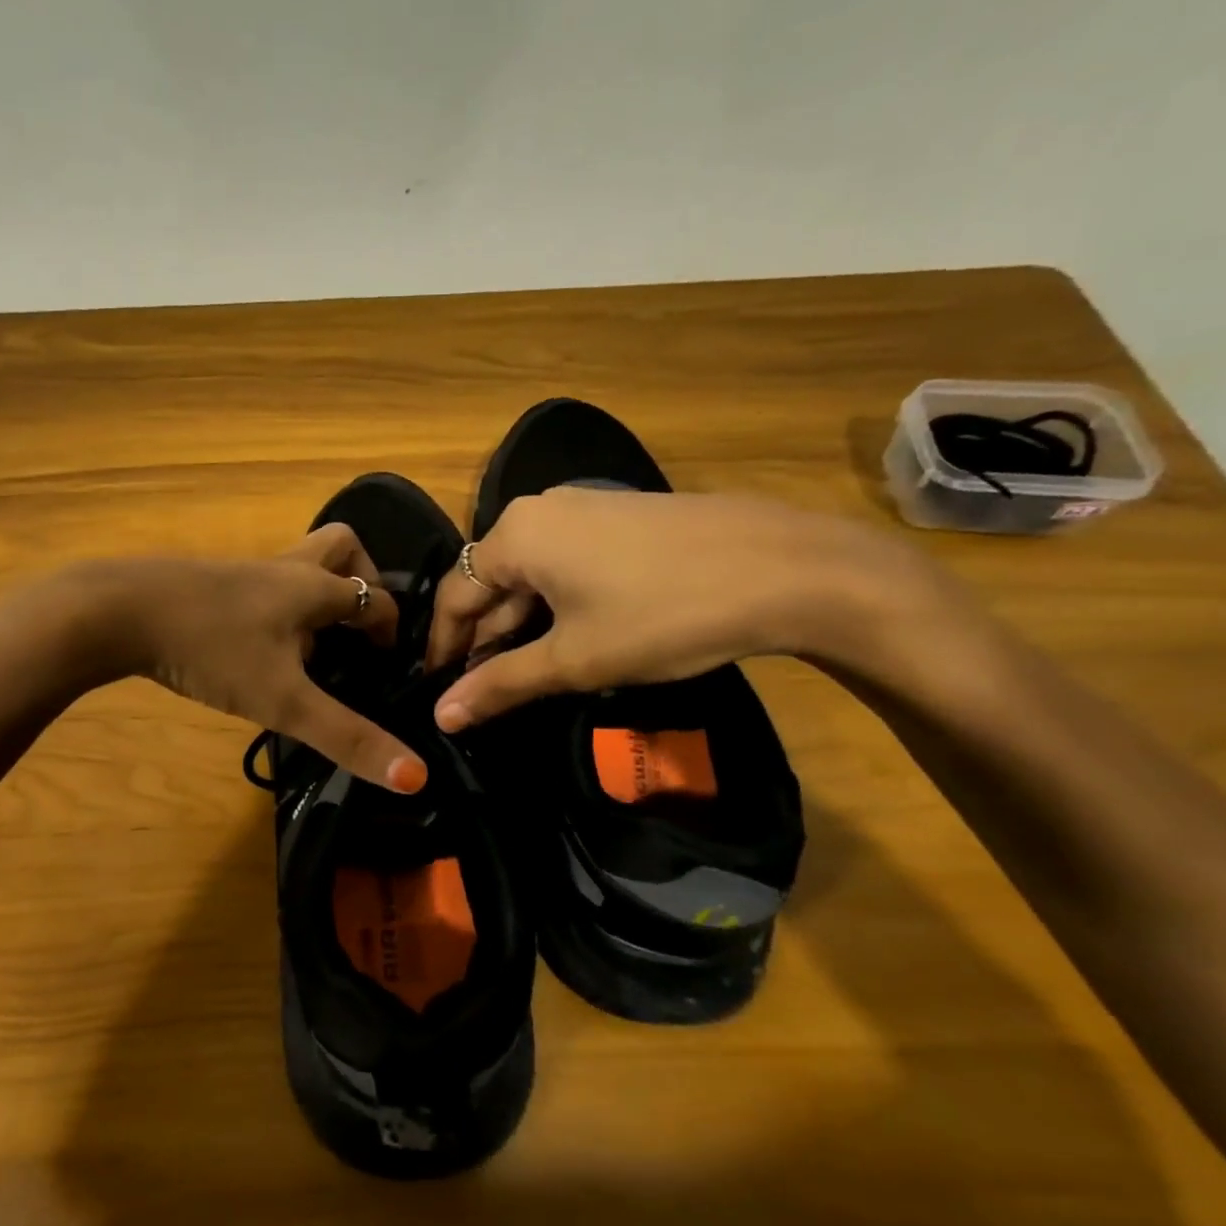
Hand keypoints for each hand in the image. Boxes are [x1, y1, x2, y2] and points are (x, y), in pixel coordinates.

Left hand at [76, 525, 428, 793]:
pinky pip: (263, 584)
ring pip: (298, 565)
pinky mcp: (209, 583)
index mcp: (313, 587)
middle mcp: (284, 568)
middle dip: (362, 580)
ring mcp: (243, 572)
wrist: (116, 611)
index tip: (391, 665)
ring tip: (314, 645)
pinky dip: (279, 607)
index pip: (374, 597)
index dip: (392, 629)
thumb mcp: (284, 701)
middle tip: (360, 629)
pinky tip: (261, 648)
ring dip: (318, 594)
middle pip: (340, 547)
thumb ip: (347, 737)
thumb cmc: (212, 648)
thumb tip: (417, 778)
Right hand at [424, 488, 953, 729]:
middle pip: (490, 581)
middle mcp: (540, 510)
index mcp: (516, 535)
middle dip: (482, 639)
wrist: (787, 570)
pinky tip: (566, 639)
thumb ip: (500, 684)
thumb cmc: (662, 615)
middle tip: (480, 694)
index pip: (455, 595)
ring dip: (519, 626)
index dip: (442, 647)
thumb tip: (440, 716)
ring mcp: (585, 509)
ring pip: (530, 574)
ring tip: (520, 676)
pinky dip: (554, 605)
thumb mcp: (574, 658)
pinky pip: (565, 565)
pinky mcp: (621, 519)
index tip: (438, 692)